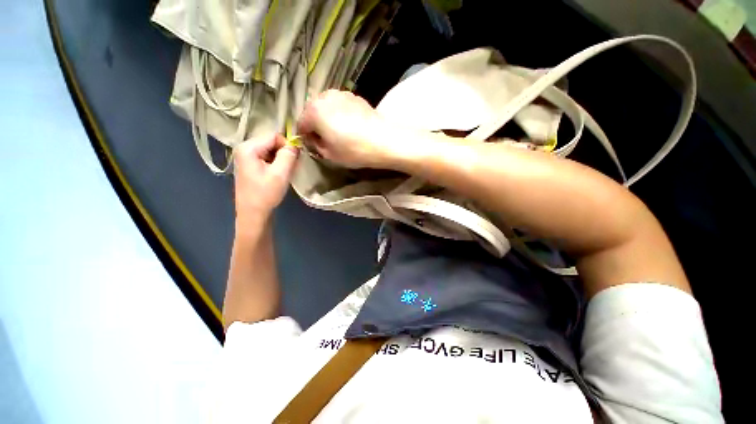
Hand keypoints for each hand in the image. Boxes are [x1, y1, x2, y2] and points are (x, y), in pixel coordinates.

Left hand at [233, 134, 298, 225]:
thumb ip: (289, 155)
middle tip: (291, 167)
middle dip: (284, 153)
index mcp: (248, 148)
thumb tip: (295, 144)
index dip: (287, 145)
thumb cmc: (266, 194)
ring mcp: (246, 157)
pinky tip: (279, 175)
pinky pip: (267, 158)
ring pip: (271, 151)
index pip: (274, 136)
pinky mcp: (250, 166)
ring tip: (285, 173)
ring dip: (281, 160)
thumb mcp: (280, 173)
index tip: (295, 160)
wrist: (253, 214)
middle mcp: (244, 149)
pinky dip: (276, 164)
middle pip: (271, 142)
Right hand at [297, 90, 402, 168]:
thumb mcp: (329, 155)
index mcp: (314, 111)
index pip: (301, 124)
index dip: (306, 137)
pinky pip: (340, 104)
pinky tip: (350, 125)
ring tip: (339, 131)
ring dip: (327, 117)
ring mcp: (340, 94)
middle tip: (326, 139)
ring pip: (326, 106)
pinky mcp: (354, 96)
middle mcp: (324, 97)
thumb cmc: (353, 150)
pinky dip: (340, 113)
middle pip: (312, 111)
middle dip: (316, 124)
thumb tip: (314, 139)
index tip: (314, 145)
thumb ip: (316, 145)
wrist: (382, 140)